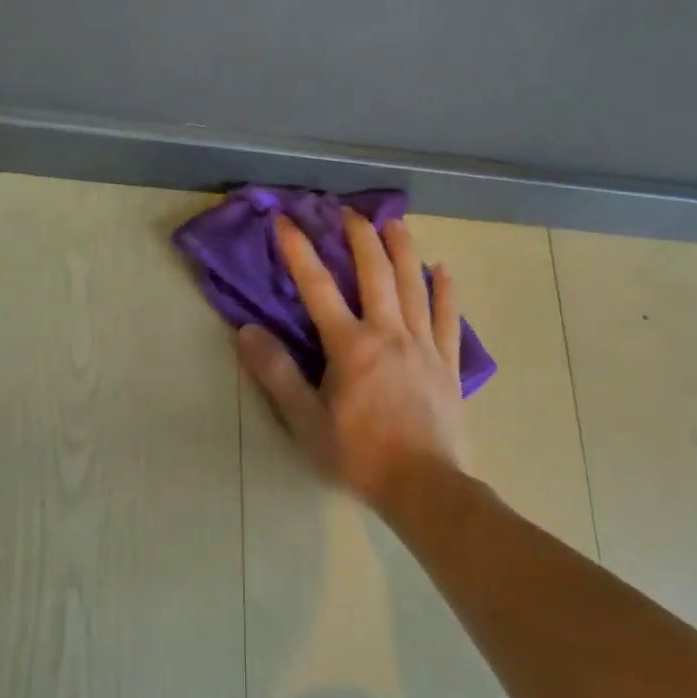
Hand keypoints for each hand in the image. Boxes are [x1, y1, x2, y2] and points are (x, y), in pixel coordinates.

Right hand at [237, 209, 466, 511]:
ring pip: (415, 285)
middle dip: (360, 237)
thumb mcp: (305, 421)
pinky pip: (448, 317)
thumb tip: (248, 331)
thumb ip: (277, 373)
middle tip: (347, 212)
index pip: (318, 288)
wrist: (422, 486)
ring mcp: (424, 345)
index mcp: (351, 346)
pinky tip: (444, 270)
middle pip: (376, 273)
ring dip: (403, 250)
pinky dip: (445, 290)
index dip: (299, 251)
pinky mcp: (448, 363)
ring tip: (395, 223)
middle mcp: (389, 333)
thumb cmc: (358, 455)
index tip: (286, 221)